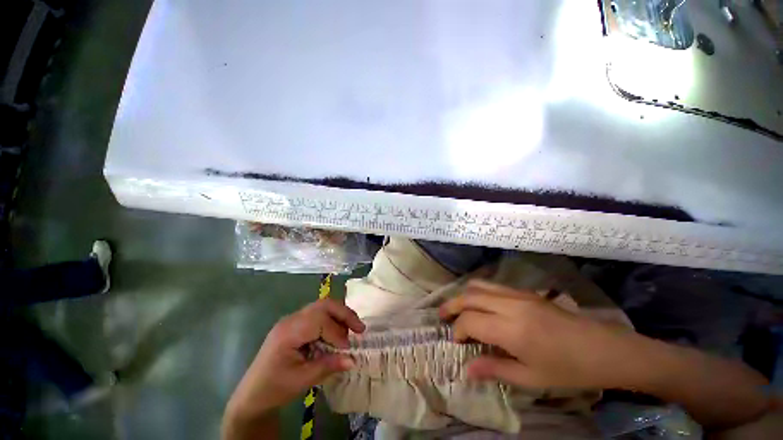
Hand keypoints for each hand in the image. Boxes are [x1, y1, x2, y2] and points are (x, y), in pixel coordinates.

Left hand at [226, 298, 364, 419]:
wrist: (256, 393)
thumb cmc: (277, 386)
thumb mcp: (304, 379)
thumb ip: (328, 366)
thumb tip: (353, 359)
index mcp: (289, 331)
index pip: (320, 318)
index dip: (338, 332)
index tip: (346, 351)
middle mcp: (289, 322)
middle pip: (321, 306)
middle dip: (343, 314)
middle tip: (360, 331)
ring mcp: (289, 325)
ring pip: (318, 311)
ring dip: (337, 320)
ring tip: (349, 338)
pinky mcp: (291, 333)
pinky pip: (313, 321)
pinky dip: (329, 327)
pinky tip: (335, 343)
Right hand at [439, 280, 635, 389]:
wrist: (603, 350)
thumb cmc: (567, 370)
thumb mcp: (529, 377)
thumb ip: (495, 369)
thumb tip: (467, 368)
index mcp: (513, 328)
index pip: (471, 319)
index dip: (458, 331)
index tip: (458, 346)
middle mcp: (517, 305)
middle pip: (474, 294)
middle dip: (454, 304)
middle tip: (442, 319)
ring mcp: (529, 297)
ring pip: (489, 285)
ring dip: (470, 295)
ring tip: (459, 311)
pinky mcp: (538, 296)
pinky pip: (503, 288)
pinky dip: (487, 294)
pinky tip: (489, 310)